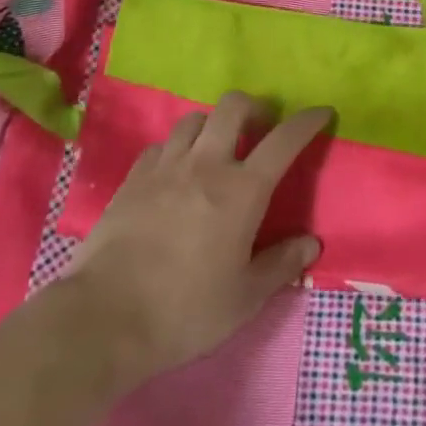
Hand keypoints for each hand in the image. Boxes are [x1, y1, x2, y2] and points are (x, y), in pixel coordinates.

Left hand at [64, 92, 331, 387]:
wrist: (104, 319)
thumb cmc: (184, 311)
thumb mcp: (245, 298)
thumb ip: (281, 265)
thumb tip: (311, 243)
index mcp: (242, 190)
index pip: (284, 140)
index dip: (307, 120)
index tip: (322, 112)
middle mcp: (206, 164)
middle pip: (234, 107)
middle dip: (255, 107)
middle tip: (261, 129)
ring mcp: (166, 167)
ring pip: (195, 119)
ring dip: (213, 124)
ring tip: (217, 149)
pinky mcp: (133, 178)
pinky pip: (162, 145)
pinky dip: (177, 148)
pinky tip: (176, 172)